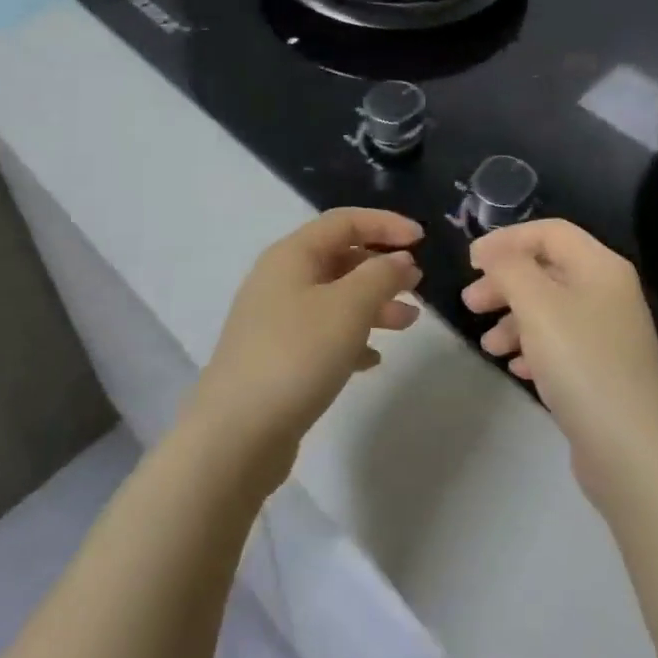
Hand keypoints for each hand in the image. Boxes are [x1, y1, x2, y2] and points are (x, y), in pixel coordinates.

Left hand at [188, 209, 423, 489]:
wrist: (234, 436)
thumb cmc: (296, 355)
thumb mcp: (349, 307)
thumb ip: (381, 276)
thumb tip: (400, 259)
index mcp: (292, 255)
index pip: (345, 221)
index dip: (386, 224)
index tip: (422, 239)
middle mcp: (280, 280)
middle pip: (340, 258)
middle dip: (382, 267)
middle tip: (417, 284)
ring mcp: (275, 321)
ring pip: (335, 298)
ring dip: (373, 304)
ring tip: (409, 322)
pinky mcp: (276, 358)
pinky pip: (323, 334)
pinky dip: (352, 338)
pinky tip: (373, 359)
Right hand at [462, 219, 657, 504]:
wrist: (633, 451)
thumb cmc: (582, 363)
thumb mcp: (537, 305)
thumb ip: (510, 268)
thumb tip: (493, 252)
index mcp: (600, 266)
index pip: (549, 232)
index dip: (507, 240)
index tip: (471, 261)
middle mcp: (607, 292)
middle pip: (547, 270)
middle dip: (505, 282)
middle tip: (470, 303)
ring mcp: (607, 334)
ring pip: (550, 310)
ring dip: (514, 320)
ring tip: (487, 346)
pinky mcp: (602, 371)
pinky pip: (560, 345)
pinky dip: (533, 348)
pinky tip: (515, 368)